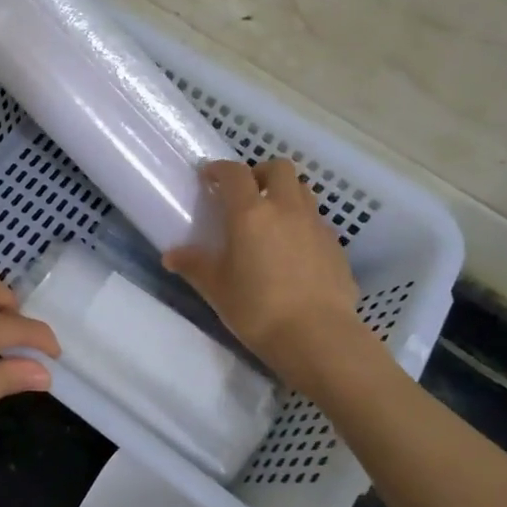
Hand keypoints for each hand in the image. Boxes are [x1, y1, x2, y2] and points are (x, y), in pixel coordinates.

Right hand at [163, 158, 365, 376]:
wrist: (318, 338)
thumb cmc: (257, 309)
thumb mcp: (217, 288)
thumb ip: (194, 265)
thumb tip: (170, 256)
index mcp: (251, 213)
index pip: (234, 173)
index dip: (219, 169)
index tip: (209, 178)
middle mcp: (286, 209)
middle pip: (279, 168)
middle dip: (260, 173)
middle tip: (247, 194)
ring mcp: (315, 226)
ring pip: (303, 191)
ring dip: (285, 195)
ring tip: (272, 220)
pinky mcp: (336, 246)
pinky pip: (317, 221)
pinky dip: (303, 224)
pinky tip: (294, 252)